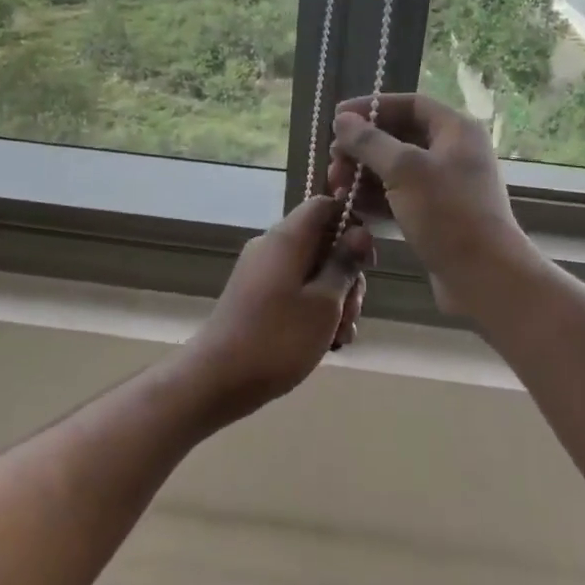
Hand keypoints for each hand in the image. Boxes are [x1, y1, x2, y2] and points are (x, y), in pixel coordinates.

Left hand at [180, 196, 372, 423]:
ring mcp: (261, 273)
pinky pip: (294, 291)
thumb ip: (344, 264)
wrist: (217, 379)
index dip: (351, 225)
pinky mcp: (256, 297)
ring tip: (339, 337)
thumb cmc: (278, 338)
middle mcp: (272, 247)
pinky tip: (326, 342)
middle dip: (346, 276)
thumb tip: (360, 231)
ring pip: (311, 272)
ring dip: (334, 300)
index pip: (324, 205)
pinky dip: (313, 311)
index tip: (367, 261)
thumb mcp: (324, 303)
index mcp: (286, 238)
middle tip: (351, 313)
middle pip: (321, 243)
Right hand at [327, 94, 533, 315]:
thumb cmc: (448, 214)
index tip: (338, 118)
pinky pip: (400, 196)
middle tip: (334, 161)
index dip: (372, 107)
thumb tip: (342, 120)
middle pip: (399, 136)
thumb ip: (370, 142)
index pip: (409, 104)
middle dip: (363, 147)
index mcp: (456, 130)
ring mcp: (446, 185)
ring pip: (396, 169)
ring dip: (364, 174)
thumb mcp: (405, 171)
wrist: (485, 276)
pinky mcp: (437, 215)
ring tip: (337, 187)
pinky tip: (352, 207)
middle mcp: (453, 152)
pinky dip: (376, 198)